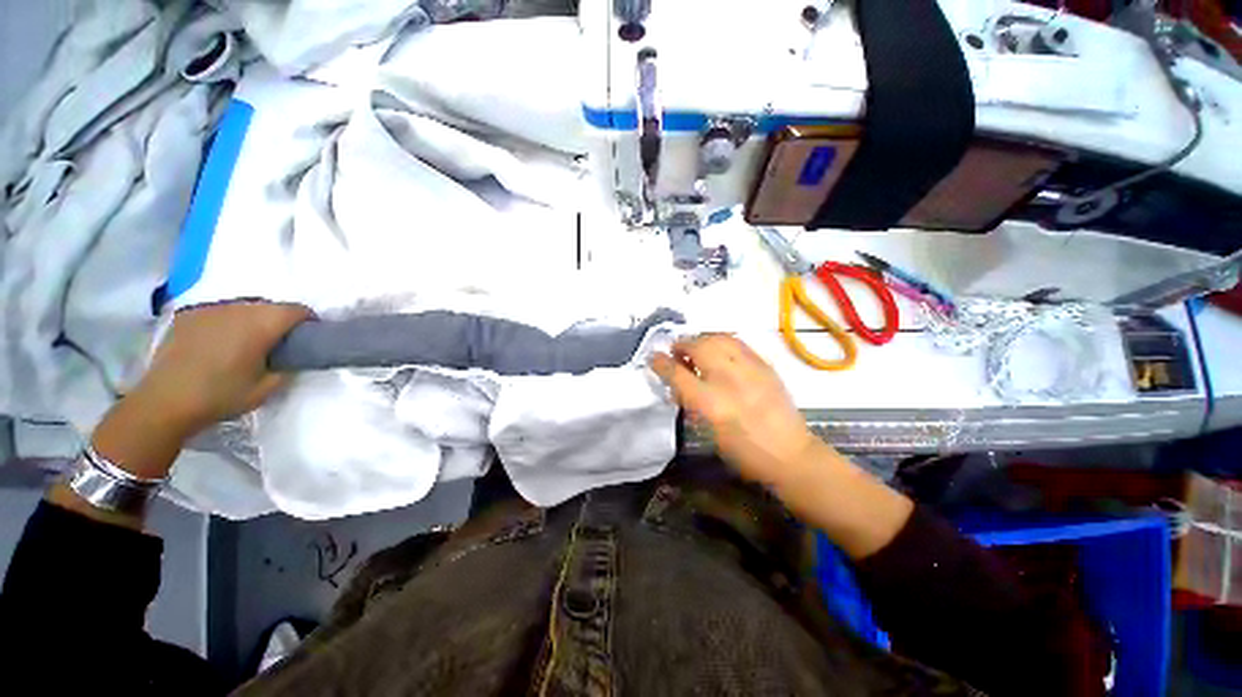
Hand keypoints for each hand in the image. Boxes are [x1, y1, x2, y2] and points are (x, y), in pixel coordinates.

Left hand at [133, 301, 310, 437]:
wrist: (164, 402)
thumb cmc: (221, 395)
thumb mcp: (267, 388)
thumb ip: (287, 366)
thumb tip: (294, 356)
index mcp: (260, 324)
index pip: (296, 310)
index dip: (309, 322)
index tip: (309, 337)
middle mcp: (237, 308)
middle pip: (271, 306)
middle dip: (281, 320)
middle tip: (280, 343)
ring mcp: (209, 309)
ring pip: (245, 306)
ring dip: (254, 319)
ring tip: (248, 342)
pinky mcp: (189, 314)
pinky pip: (220, 311)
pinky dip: (229, 321)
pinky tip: (221, 342)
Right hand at [651, 334, 819, 486]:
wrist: (790, 454)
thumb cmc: (743, 451)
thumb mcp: (709, 431)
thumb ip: (692, 402)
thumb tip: (679, 382)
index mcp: (710, 403)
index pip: (677, 374)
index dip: (661, 363)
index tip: (653, 357)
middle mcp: (727, 380)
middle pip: (697, 347)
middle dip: (681, 345)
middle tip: (677, 352)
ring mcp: (748, 369)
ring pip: (718, 338)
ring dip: (701, 339)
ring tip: (697, 347)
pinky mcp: (764, 365)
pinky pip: (736, 341)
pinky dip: (721, 341)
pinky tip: (719, 349)